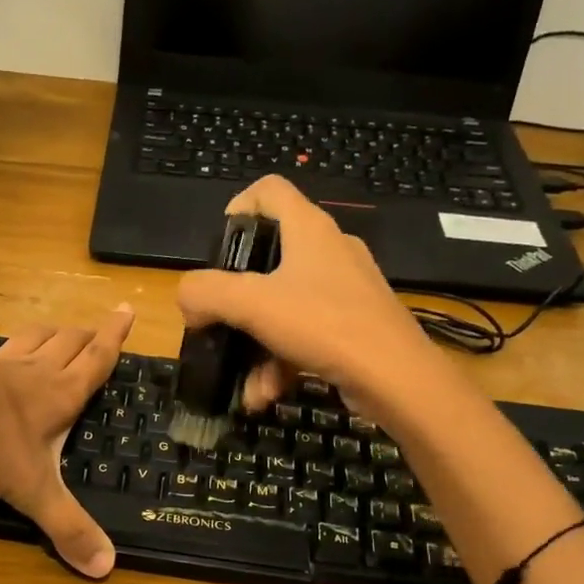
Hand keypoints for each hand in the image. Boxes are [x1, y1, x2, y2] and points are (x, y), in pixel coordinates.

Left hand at [0, 304, 135, 577]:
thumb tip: (107, 568)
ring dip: (48, 332)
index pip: (98, 361)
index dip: (115, 337)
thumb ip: (68, 527)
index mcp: (60, 396)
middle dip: (86, 336)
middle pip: (68, 345)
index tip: (127, 310)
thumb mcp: (34, 490)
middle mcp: (35, 373)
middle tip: (98, 328)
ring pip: (31, 339)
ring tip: (60, 327)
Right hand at [176, 175, 434, 413]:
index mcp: (309, 229)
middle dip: (236, 299)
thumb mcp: (251, 304)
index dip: (237, 207)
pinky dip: (280, 362)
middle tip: (218, 322)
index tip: (219, 248)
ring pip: (283, 306)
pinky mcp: (354, 324)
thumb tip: (187, 301)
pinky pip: (304, 334)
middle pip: (269, 257)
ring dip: (254, 345)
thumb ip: (206, 294)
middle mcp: (329, 250)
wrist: (396, 378)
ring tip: (242, 383)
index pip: (268, 189)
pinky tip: (265, 394)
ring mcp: (344, 289)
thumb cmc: (323, 324)